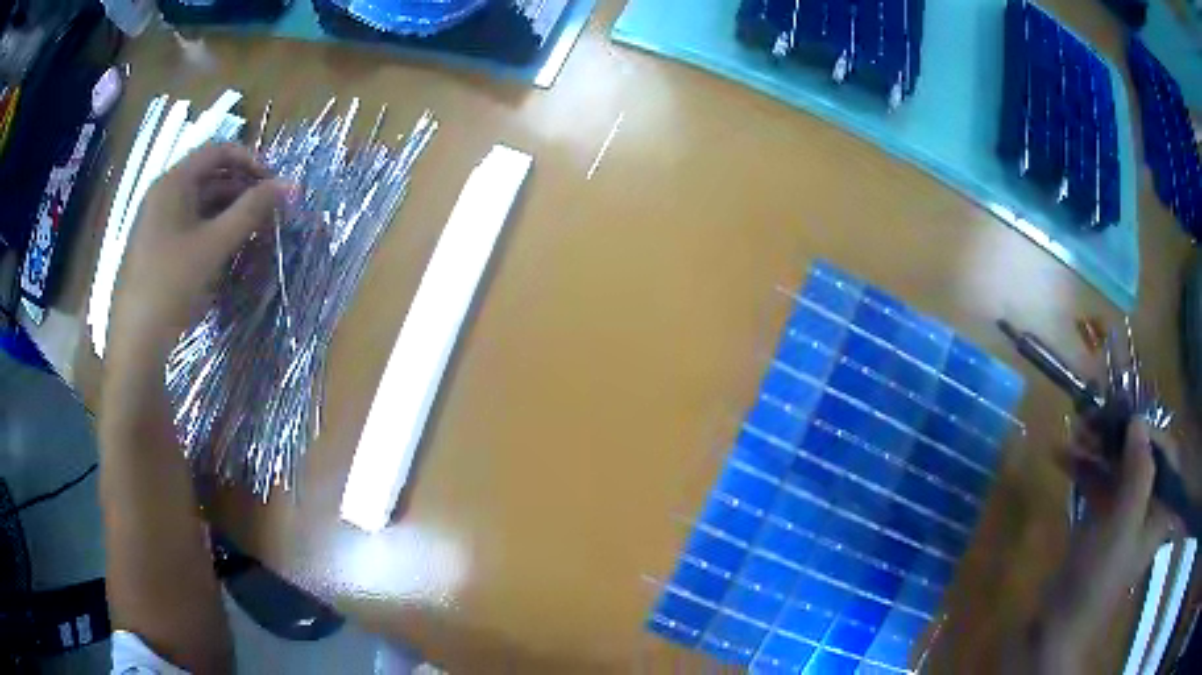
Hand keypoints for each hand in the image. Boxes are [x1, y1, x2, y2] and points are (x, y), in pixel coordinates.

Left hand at [107, 143, 283, 361]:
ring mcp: (156, 223)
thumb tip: (291, 185)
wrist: (136, 342)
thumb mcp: (214, 245)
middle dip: (242, 189)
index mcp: (173, 182)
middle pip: (209, 176)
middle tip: (267, 212)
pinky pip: (189, 226)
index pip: (218, 151)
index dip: (250, 161)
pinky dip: (211, 231)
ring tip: (251, 234)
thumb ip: (252, 211)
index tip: (273, 184)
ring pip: (200, 204)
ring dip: (228, 212)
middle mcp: (163, 194)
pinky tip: (224, 252)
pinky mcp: (155, 248)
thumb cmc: (172, 285)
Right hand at [1032, 417, 1179, 670]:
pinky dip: (1083, 468)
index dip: (1149, 432)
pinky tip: (1060, 456)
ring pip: (1117, 468)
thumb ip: (1138, 473)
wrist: (1056, 630)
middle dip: (1118, 434)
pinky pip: (1097, 485)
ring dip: (1098, 447)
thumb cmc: (1096, 580)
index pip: (1166, 454)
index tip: (1124, 420)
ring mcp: (1122, 517)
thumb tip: (1137, 421)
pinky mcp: (1099, 526)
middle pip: (1140, 457)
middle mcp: (1146, 508)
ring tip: (1074, 429)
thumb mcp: (1121, 527)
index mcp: (1159, 510)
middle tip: (1093, 417)